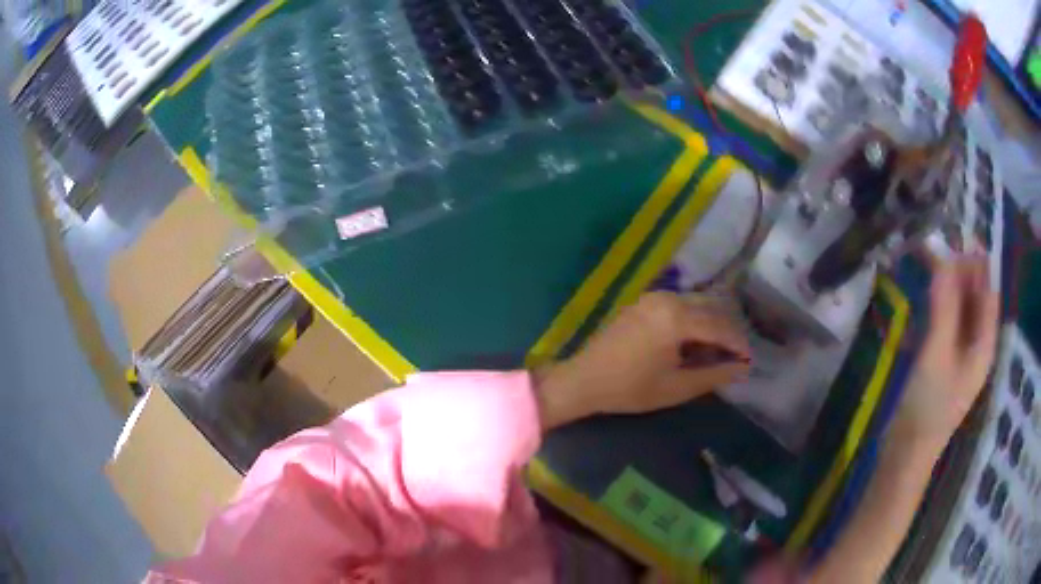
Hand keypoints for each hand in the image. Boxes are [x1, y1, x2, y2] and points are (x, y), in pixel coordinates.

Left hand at [533, 292, 750, 429]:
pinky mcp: (643, 302)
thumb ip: (713, 375)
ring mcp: (652, 297)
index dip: (738, 343)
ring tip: (717, 351)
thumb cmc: (630, 388)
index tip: (749, 360)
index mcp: (677, 318)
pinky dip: (692, 319)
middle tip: (735, 355)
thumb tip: (742, 368)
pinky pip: (678, 305)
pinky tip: (694, 341)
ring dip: (710, 323)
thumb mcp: (676, 387)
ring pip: (695, 303)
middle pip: (711, 308)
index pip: (720, 326)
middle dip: (727, 330)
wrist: (583, 380)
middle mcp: (667, 299)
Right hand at [894, 255, 998, 449]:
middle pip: (976, 298)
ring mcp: (960, 355)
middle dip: (961, 270)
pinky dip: (940, 305)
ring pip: (961, 309)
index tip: (961, 233)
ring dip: (948, 285)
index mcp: (984, 344)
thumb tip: (943, 257)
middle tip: (938, 244)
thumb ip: (945, 305)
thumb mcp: (937, 353)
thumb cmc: (927, 407)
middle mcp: (977, 345)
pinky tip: (927, 296)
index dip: (979, 262)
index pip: (989, 292)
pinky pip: (948, 323)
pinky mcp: (944, 362)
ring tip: (930, 261)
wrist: (905, 454)